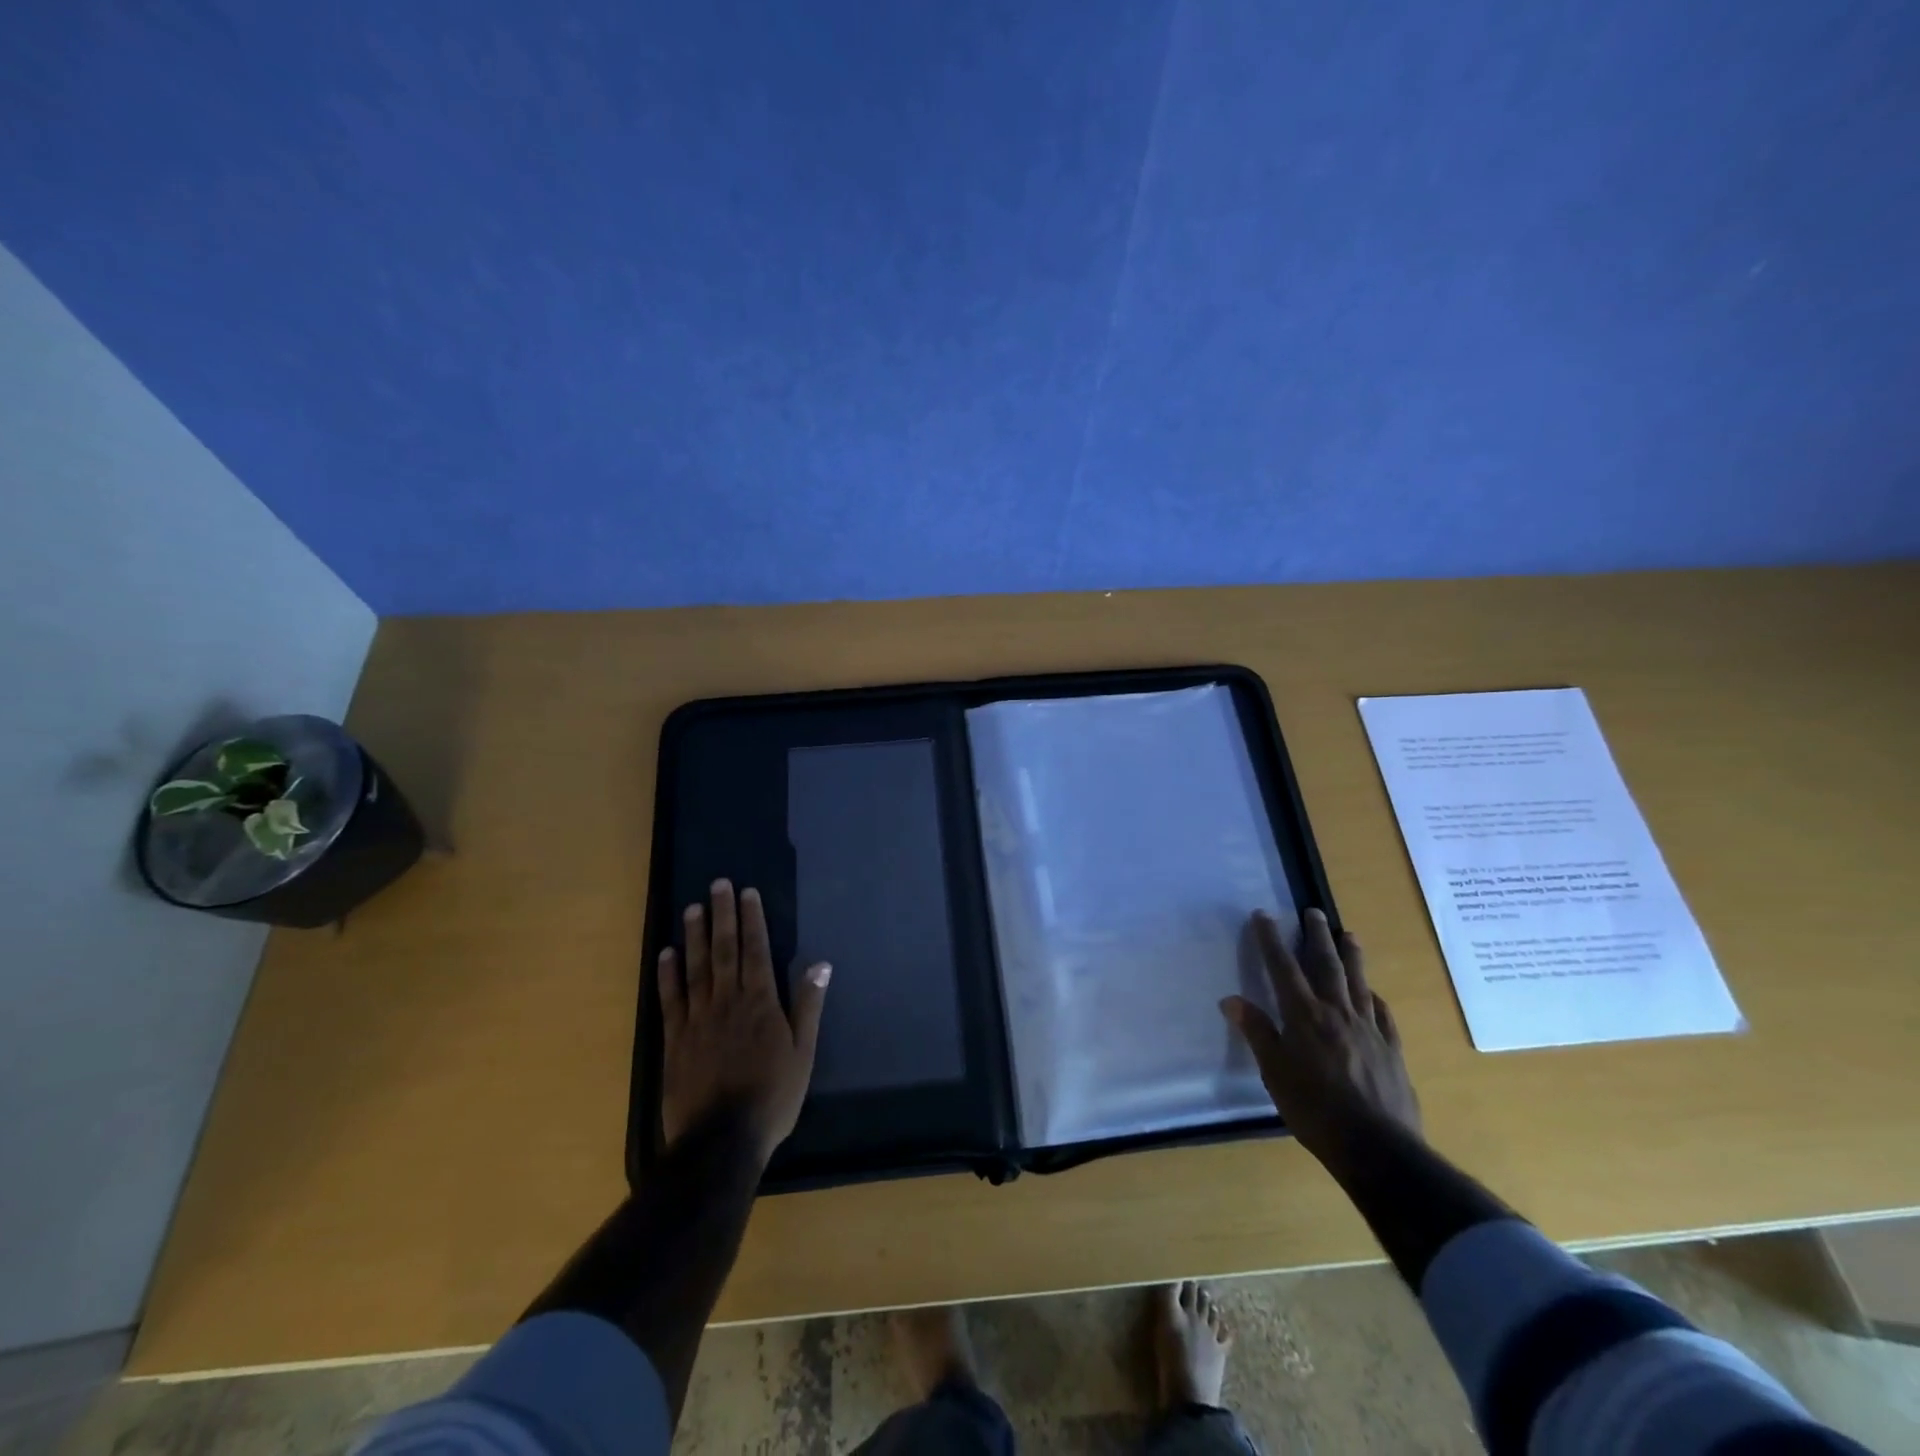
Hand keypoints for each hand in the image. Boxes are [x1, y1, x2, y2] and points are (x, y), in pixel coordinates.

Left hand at [658, 879, 830, 1165]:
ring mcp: (697, 1019)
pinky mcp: (675, 1039)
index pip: (756, 950)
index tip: (746, 892)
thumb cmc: (772, 1097)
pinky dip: (667, 974)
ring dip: (695, 936)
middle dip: (722, 915)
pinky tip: (666, 953)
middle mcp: (727, 1001)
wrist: (721, 1141)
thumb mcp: (803, 1053)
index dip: (752, 919)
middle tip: (717, 885)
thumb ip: (808, 1006)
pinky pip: (671, 999)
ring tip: (692, 909)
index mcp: (760, 1002)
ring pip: (696, 968)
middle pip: (724, 950)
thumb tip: (821, 964)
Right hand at [1221, 909, 1421, 1170]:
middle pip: (1326, 965)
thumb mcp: (1274, 1073)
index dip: (1271, 939)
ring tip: (1348, 935)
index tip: (1263, 915)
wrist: (1378, 1148)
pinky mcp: (1391, 1050)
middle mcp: (1337, 1013)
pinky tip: (1374, 994)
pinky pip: (1383, 1014)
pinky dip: (1375, 998)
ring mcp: (1369, 1029)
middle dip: (1316, 936)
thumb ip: (1257, 1033)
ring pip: (1358, 982)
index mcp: (1304, 1015)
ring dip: (1351, 956)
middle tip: (1313, 912)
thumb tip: (1231, 1000)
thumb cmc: (1315, 1109)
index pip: (1283, 967)